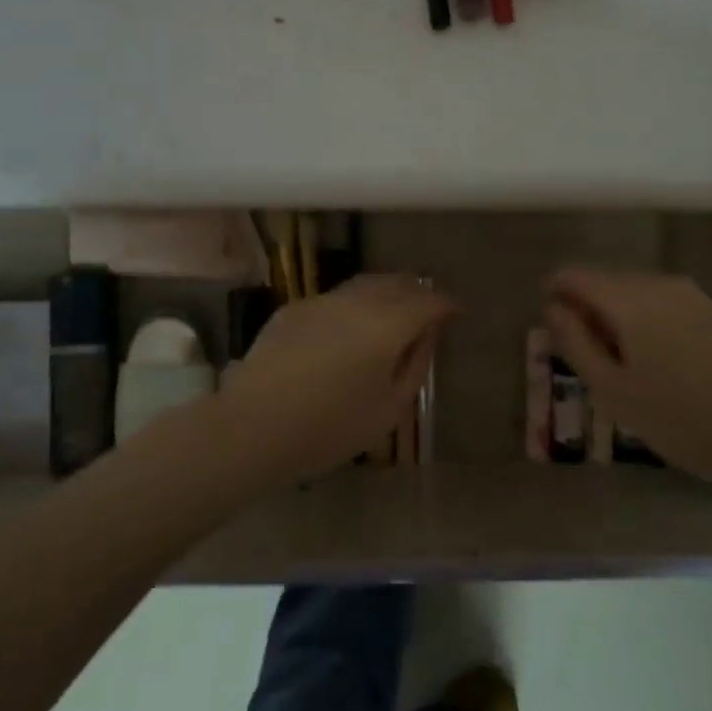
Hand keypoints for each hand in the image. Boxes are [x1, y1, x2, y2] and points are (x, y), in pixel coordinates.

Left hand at [219, 274, 455, 489]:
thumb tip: (427, 335)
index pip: (428, 300)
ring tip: (393, 313)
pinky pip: (336, 299)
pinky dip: (354, 305)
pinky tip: (348, 328)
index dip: (447, 303)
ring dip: (386, 293)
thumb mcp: (388, 409)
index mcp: (387, 324)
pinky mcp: (294, 309)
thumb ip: (415, 365)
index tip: (458, 313)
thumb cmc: (329, 427)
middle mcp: (356, 301)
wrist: (253, 425)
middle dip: (418, 291)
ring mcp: (321, 300)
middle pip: (396, 282)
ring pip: (364, 284)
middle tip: (428, 309)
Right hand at [542, 267, 711, 490]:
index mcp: (629, 298)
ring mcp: (694, 297)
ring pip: (639, 295)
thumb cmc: (681, 418)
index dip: (555, 294)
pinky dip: (650, 324)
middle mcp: (660, 284)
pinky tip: (661, 365)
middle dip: (589, 310)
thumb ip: (576, 343)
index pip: (575, 276)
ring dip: (620, 318)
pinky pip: (666, 306)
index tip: (552, 327)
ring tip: (623, 366)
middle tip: (587, 358)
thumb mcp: (613, 390)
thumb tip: (553, 308)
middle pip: (608, 282)